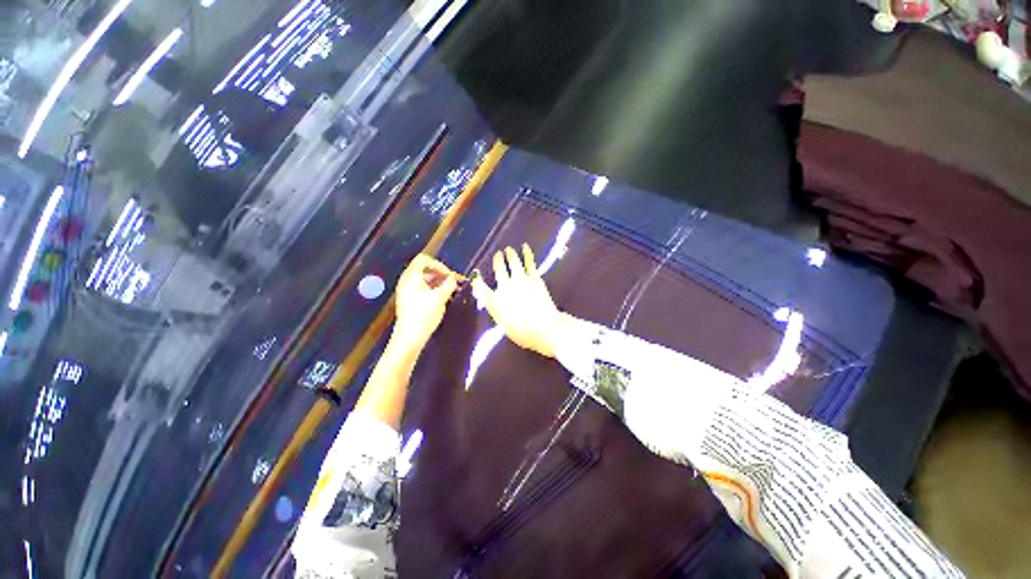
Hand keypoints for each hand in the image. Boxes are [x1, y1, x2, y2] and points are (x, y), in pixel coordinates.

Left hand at [391, 254, 460, 353]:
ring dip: (440, 282)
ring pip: (426, 280)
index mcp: (411, 277)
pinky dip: (435, 289)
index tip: (450, 275)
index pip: (424, 259)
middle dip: (442, 274)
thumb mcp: (440, 298)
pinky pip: (424, 288)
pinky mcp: (410, 300)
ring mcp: (408, 291)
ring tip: (453, 290)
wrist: (409, 338)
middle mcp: (407, 281)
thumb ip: (449, 284)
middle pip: (426, 269)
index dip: (439, 264)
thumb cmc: (423, 315)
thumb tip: (454, 278)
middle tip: (456, 282)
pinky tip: (445, 297)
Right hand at [471, 244, 568, 358]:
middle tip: (498, 254)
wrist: (545, 328)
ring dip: (510, 254)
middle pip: (498, 269)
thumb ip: (498, 311)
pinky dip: (527, 253)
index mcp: (495, 301)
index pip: (481, 288)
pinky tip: (525, 247)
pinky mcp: (534, 278)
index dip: (477, 281)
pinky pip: (529, 262)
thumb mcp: (504, 326)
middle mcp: (505, 287)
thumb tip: (495, 303)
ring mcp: (520, 280)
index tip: (476, 276)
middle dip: (497, 261)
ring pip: (513, 262)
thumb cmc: (524, 333)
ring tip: (509, 249)